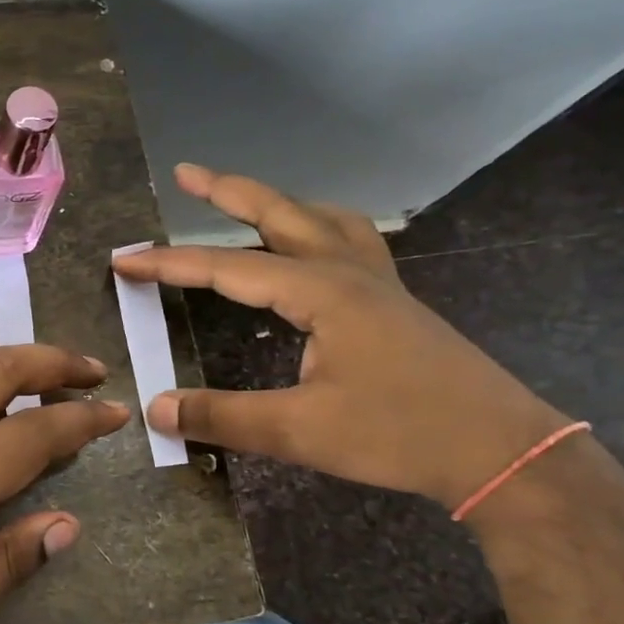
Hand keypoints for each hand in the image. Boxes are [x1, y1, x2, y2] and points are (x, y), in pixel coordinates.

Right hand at [114, 164, 565, 510]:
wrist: (499, 451)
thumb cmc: (398, 434)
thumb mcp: (298, 430)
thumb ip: (222, 416)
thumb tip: (156, 410)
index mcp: (320, 291)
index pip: (226, 268)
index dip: (169, 264)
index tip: (124, 261)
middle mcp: (348, 271)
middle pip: (279, 214)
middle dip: (228, 191)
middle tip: (188, 172)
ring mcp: (379, 283)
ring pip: (323, 220)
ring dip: (280, 204)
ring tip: (250, 201)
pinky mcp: (396, 303)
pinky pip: (353, 242)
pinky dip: (322, 229)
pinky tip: (317, 249)